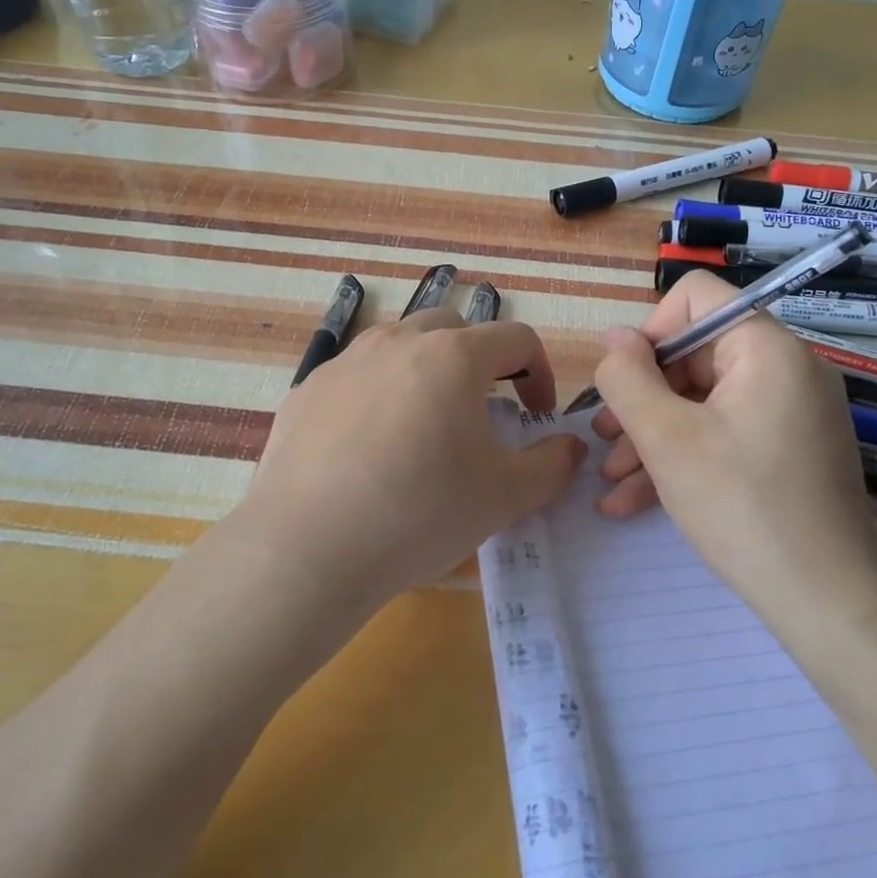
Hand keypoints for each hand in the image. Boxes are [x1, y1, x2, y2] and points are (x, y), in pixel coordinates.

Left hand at [236, 309, 585, 624]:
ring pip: (399, 346)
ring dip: (425, 371)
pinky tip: (368, 448)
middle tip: (483, 411)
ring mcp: (345, 362)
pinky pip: (355, 377)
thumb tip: (570, 447)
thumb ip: (552, 465)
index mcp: (453, 356)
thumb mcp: (505, 496)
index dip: (539, 372)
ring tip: (424, 424)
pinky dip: (376, 395)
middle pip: (454, 330)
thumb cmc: (421, 512)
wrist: (308, 548)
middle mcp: (398, 342)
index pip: (516, 338)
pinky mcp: (306, 390)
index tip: (536, 415)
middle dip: (480, 362)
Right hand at [588, 272, 876, 614]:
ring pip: (702, 401)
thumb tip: (615, 338)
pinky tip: (635, 501)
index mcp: (765, 348)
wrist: (828, 602)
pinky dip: (683, 457)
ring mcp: (790, 412)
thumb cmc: (742, 507)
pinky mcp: (787, 450)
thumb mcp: (667, 439)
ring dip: (652, 434)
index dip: (650, 333)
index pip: (696, 298)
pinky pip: (724, 434)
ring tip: (612, 480)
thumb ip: (628, 378)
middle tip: (604, 441)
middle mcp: (784, 368)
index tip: (625, 385)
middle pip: (694, 354)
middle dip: (642, 398)